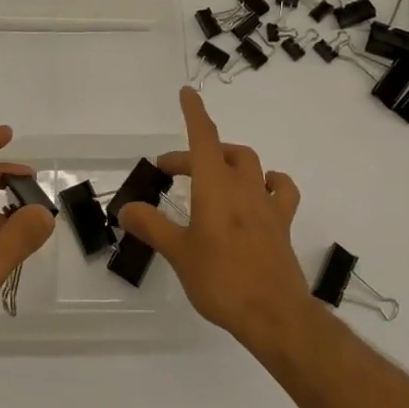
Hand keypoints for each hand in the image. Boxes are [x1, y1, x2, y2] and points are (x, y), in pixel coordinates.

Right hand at [120, 87, 317, 354]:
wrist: (274, 314)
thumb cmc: (221, 279)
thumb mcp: (178, 253)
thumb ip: (152, 226)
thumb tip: (126, 209)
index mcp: (215, 186)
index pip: (203, 137)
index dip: (194, 113)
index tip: (187, 92)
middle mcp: (243, 186)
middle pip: (221, 152)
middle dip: (194, 154)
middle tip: (170, 172)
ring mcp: (266, 204)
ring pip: (250, 165)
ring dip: (229, 161)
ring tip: (212, 176)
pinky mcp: (282, 225)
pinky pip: (280, 190)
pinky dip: (269, 182)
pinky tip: (260, 191)